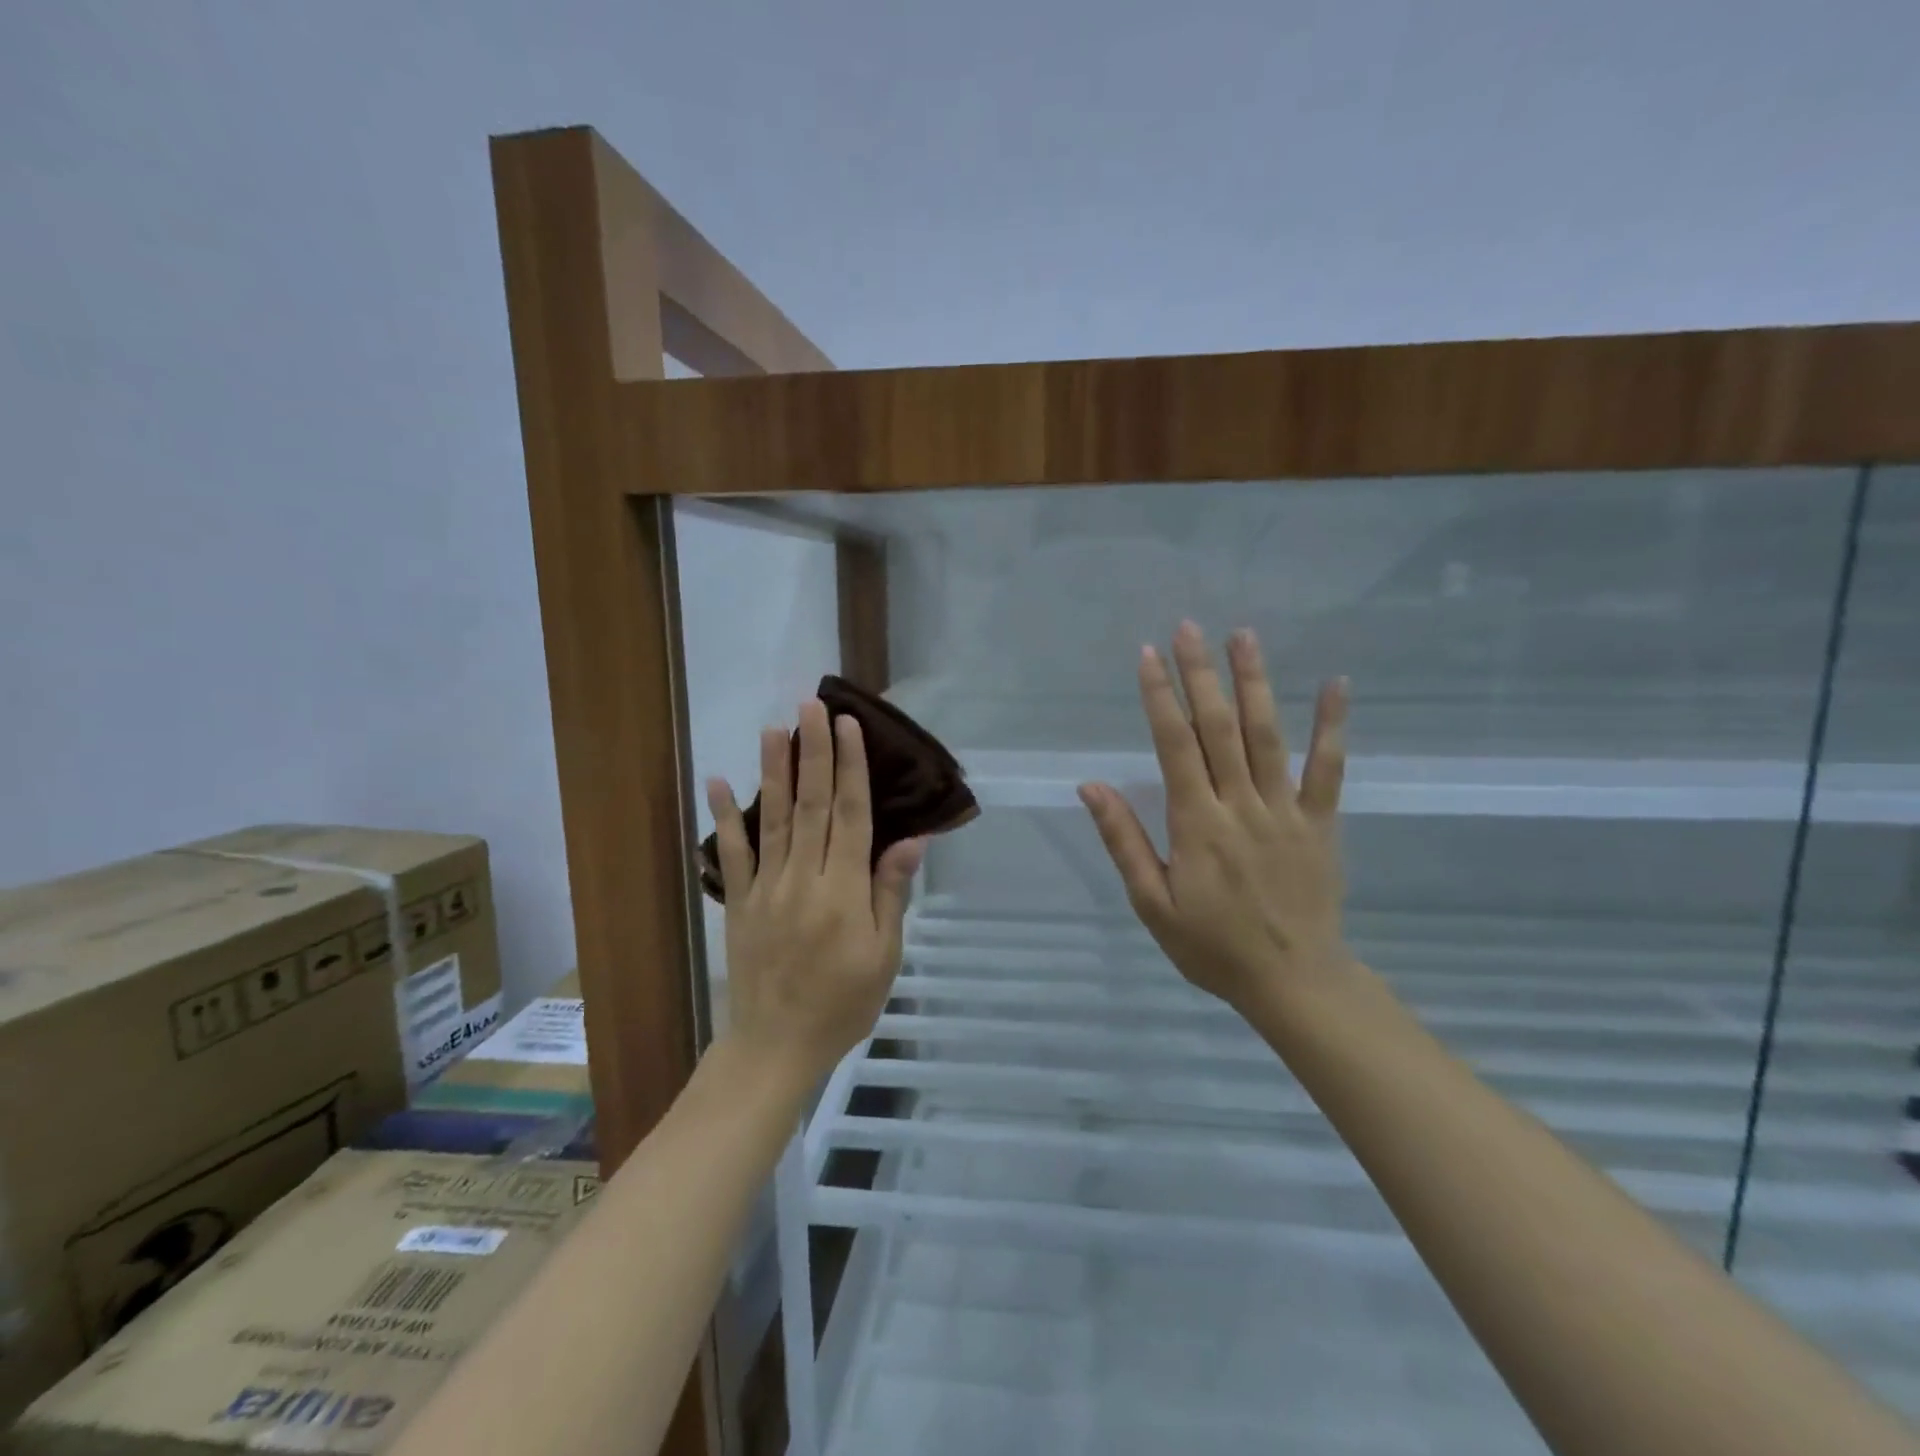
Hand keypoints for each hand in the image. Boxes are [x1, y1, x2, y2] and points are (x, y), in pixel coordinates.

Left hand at [705, 699, 925, 1084]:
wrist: (777, 1046)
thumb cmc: (843, 1003)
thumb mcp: (884, 955)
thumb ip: (891, 893)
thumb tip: (910, 839)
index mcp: (844, 890)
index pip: (850, 815)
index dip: (850, 767)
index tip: (847, 726)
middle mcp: (804, 878)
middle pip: (811, 804)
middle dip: (813, 752)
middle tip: (811, 706)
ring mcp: (766, 887)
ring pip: (771, 818)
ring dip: (772, 770)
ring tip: (773, 728)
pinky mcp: (739, 901)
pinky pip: (730, 854)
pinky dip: (723, 817)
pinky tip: (716, 781)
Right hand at [1078, 621, 1352, 1018]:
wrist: (1294, 982)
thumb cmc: (1212, 947)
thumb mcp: (1152, 903)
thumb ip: (1124, 841)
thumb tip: (1092, 786)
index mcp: (1197, 824)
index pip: (1175, 746)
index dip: (1160, 697)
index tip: (1148, 655)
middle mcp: (1241, 805)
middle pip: (1219, 728)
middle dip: (1202, 674)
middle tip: (1190, 627)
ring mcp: (1287, 810)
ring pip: (1268, 736)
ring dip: (1255, 683)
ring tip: (1244, 636)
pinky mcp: (1321, 822)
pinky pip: (1329, 769)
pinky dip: (1332, 726)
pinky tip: (1336, 684)